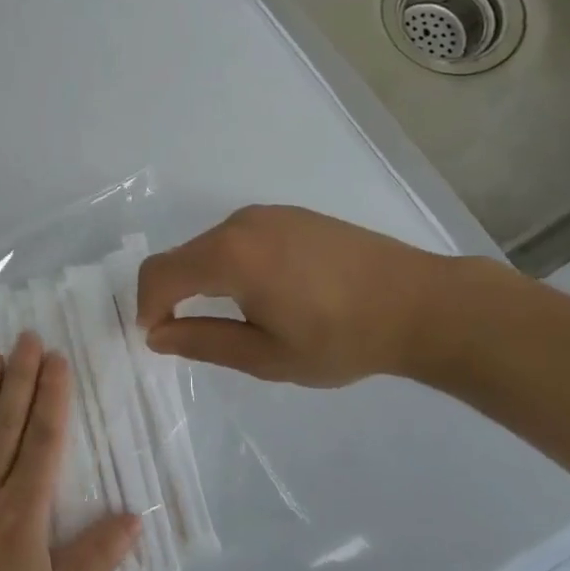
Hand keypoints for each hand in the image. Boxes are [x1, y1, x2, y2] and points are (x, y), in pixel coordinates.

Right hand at [136, 205, 463, 386]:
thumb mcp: (266, 356)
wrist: (422, 304)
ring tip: (238, 318)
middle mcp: (240, 223)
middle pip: (182, 257)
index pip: (160, 273)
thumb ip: (202, 343)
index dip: (147, 306)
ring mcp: (268, 214)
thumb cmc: (341, 338)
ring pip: (210, 247)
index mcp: (229, 255)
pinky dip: (231, 265)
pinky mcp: (291, 215)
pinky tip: (267, 293)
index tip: (157, 338)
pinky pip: (240, 239)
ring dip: (203, 280)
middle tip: (193, 336)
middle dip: (174, 295)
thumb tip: (156, 335)